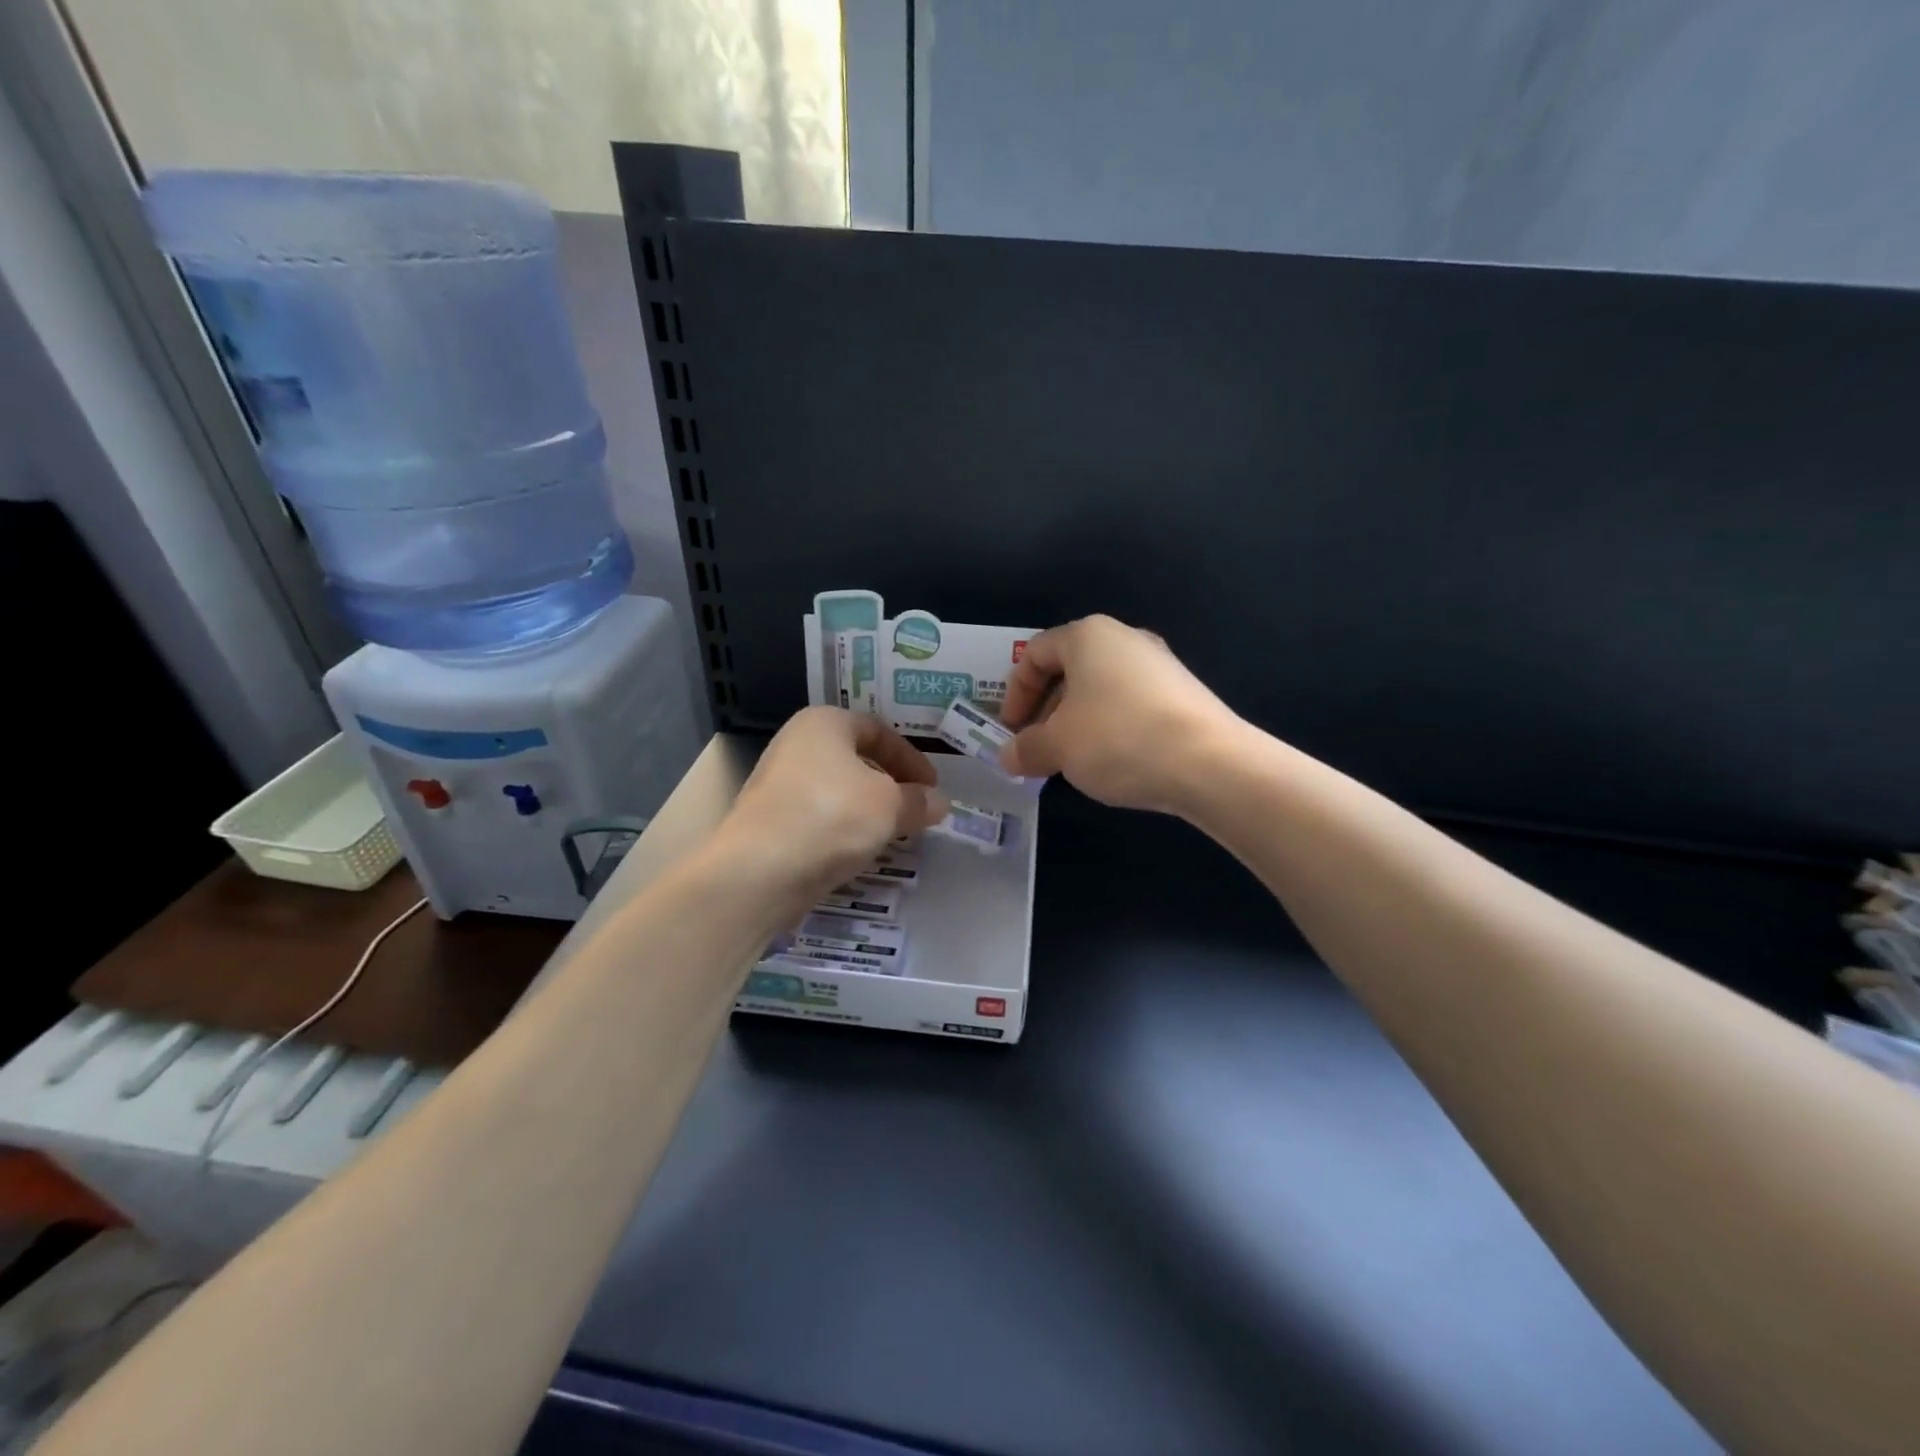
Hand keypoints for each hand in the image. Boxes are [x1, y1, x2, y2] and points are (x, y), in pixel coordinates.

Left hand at [719, 706, 948, 902]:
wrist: (760, 870)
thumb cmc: (832, 816)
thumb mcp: (889, 806)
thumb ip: (917, 801)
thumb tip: (939, 802)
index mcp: (824, 723)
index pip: (878, 730)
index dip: (911, 758)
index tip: (932, 788)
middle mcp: (796, 745)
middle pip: (855, 759)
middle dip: (890, 784)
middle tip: (915, 809)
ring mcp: (777, 784)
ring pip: (837, 790)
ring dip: (868, 809)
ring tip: (893, 834)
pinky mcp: (769, 822)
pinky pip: (818, 817)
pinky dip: (843, 829)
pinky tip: (859, 851)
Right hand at [999, 615, 1241, 813]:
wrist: (1210, 763)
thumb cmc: (1117, 739)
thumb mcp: (1057, 747)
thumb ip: (1025, 748)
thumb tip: (1008, 755)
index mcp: (1088, 636)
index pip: (1034, 655)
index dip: (1014, 694)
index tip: (1012, 731)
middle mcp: (1125, 639)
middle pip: (1069, 671)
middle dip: (1046, 712)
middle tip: (1038, 749)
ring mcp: (1159, 665)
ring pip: (1100, 690)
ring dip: (1076, 723)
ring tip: (1072, 761)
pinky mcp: (1182, 694)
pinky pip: (1130, 704)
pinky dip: (1110, 728)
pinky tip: (1112, 762)